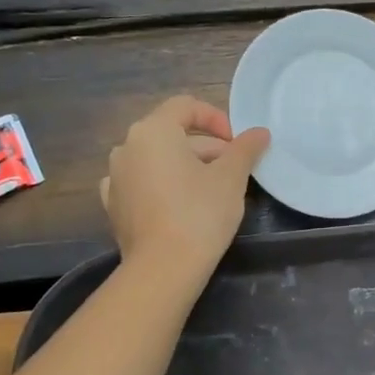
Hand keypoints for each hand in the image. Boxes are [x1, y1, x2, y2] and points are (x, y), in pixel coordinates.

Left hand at [100, 97, 269, 287]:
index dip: (216, 118)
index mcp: (153, 131)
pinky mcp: (114, 205)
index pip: (185, 106)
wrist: (163, 268)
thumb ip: (245, 149)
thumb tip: (260, 132)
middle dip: (206, 146)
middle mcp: (126, 147)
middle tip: (234, 169)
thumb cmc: (200, 213)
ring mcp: (115, 177)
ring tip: (212, 189)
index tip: (237, 143)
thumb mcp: (232, 177)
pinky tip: (180, 204)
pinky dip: (163, 185)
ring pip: (157, 159)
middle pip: (172, 133)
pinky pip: (142, 183)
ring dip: (186, 165)